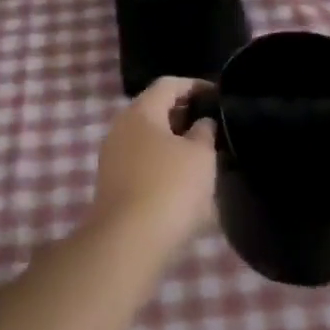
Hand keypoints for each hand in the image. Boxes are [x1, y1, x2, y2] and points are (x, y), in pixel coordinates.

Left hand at [87, 77, 218, 257]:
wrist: (126, 245)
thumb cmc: (169, 188)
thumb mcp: (201, 156)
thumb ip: (204, 132)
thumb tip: (201, 123)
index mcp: (141, 111)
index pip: (168, 84)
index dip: (194, 85)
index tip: (217, 96)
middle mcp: (121, 127)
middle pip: (155, 110)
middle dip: (184, 116)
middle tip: (212, 128)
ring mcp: (113, 158)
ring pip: (148, 140)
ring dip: (174, 145)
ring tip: (202, 159)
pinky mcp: (112, 187)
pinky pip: (142, 165)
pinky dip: (163, 167)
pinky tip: (182, 186)